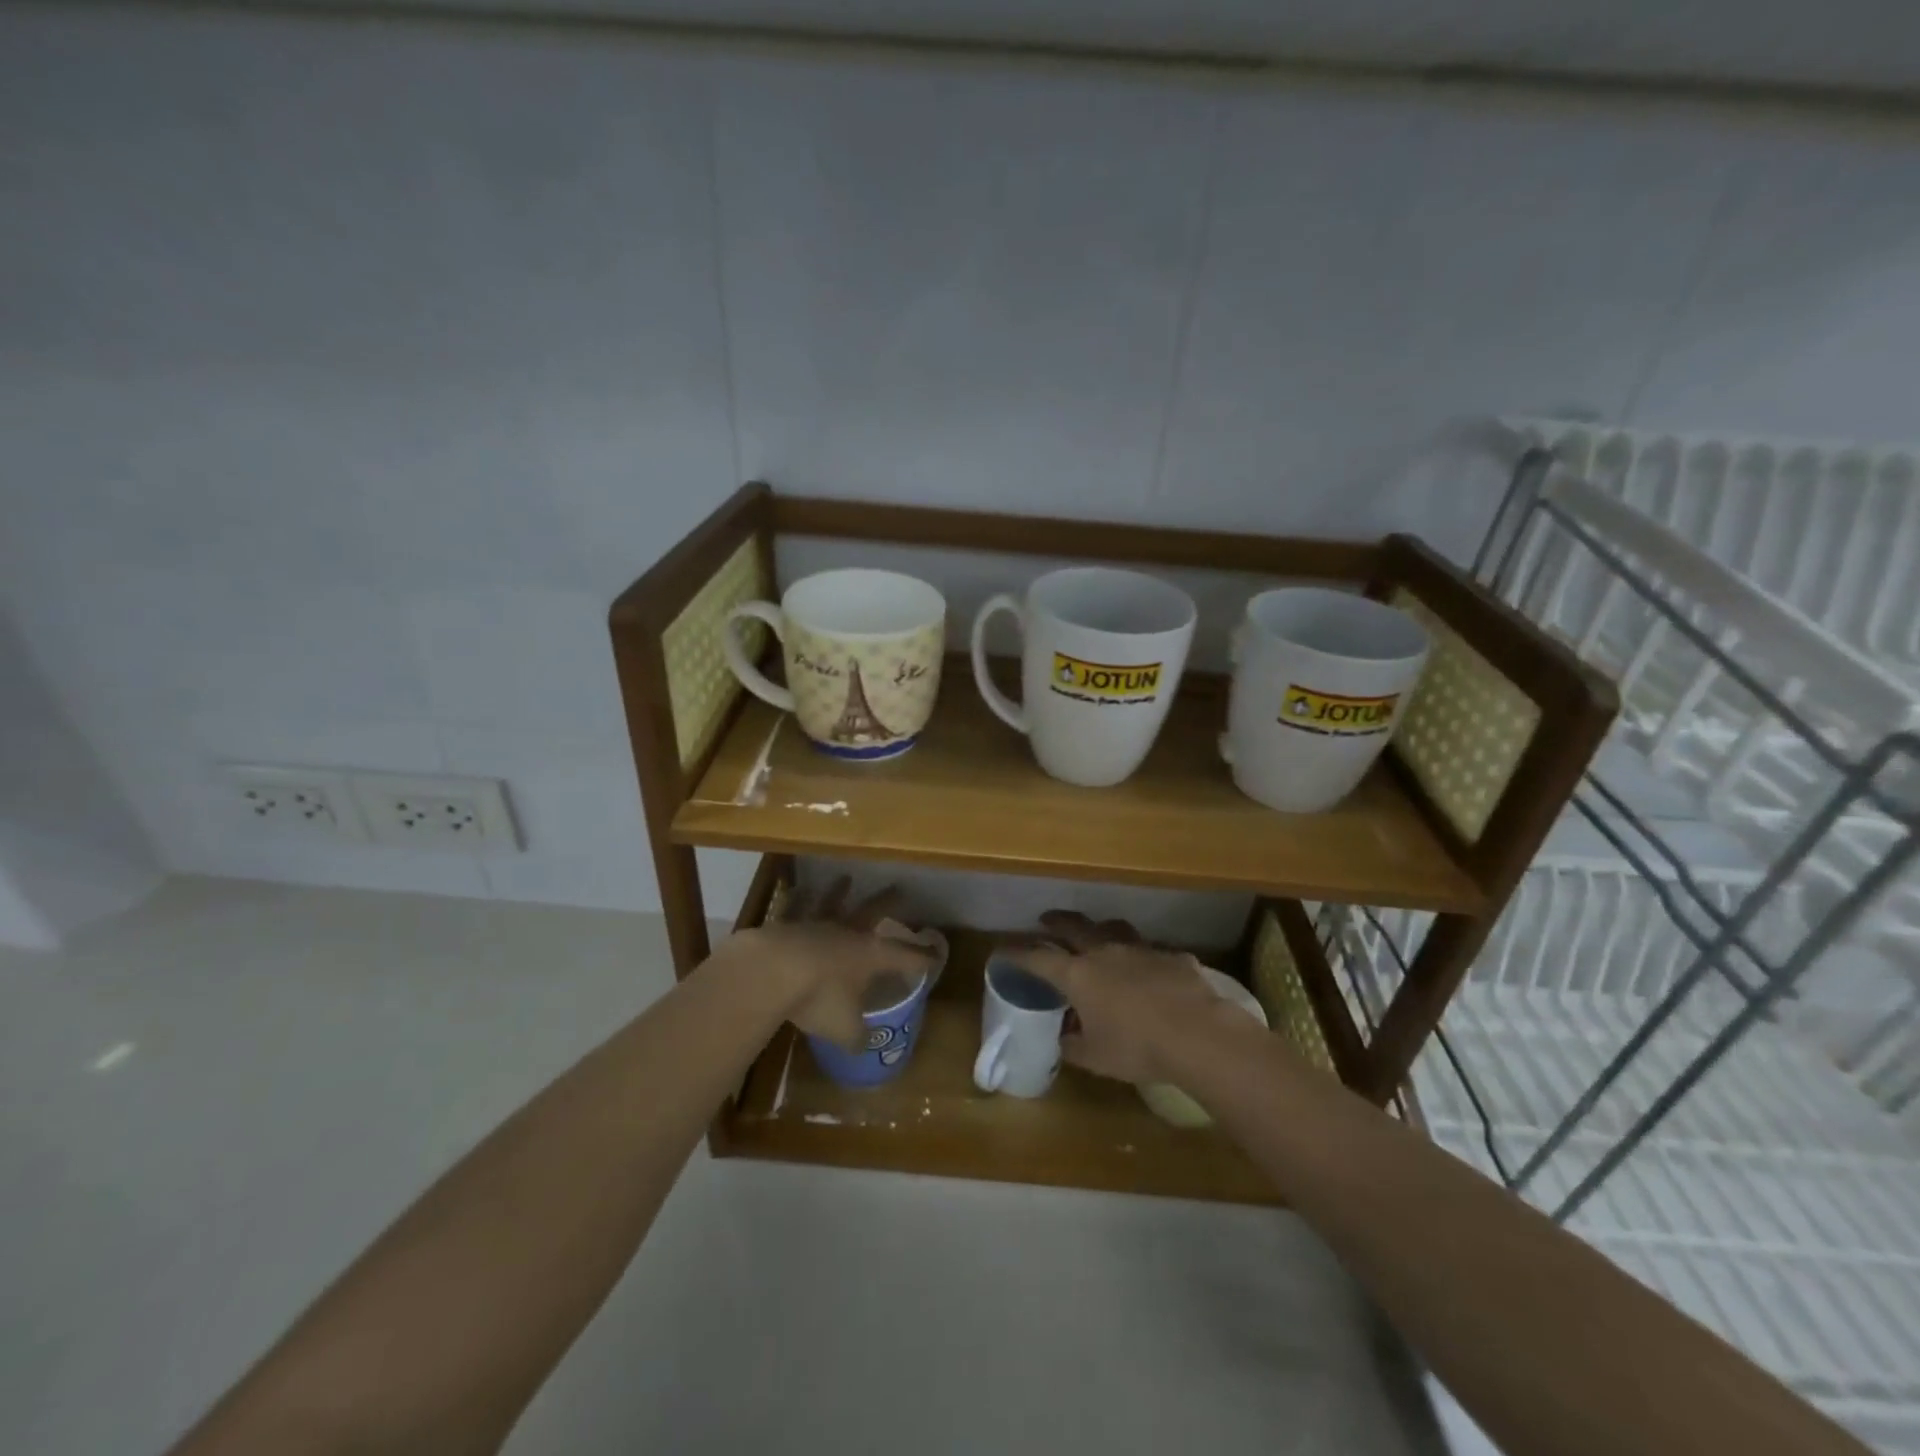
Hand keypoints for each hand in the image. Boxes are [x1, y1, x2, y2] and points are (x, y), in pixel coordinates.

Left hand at [724, 878, 935, 1049]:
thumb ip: (857, 1036)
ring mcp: (816, 924)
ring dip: (840, 892)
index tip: (937, 955)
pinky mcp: (786, 924)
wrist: (772, 971)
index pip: (905, 957)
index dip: (922, 958)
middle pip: (873, 912)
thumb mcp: (844, 1029)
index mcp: (870, 956)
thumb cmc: (818, 998)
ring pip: (833, 903)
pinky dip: (797, 898)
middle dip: (888, 903)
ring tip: (846, 878)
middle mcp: (847, 933)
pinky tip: (798, 889)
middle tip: (900, 889)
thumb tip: (864, 1045)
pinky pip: (794, 907)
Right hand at [1002, 912, 1234, 1084]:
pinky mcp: (1172, 956)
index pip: (1038, 958)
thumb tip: (1063, 1038)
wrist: (1198, 1034)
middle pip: (1074, 927)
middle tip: (1046, 919)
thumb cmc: (1137, 1047)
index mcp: (1078, 975)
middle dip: (1056, 921)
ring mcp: (1141, 949)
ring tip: (1098, 934)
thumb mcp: (1096, 1058)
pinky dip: (1143, 958)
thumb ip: (1073, 1046)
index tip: (1002, 950)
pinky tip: (1150, 971)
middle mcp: (1105, 953)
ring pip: (1114, 929)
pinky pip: (1152, 951)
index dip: (1018, 954)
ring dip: (1100, 930)